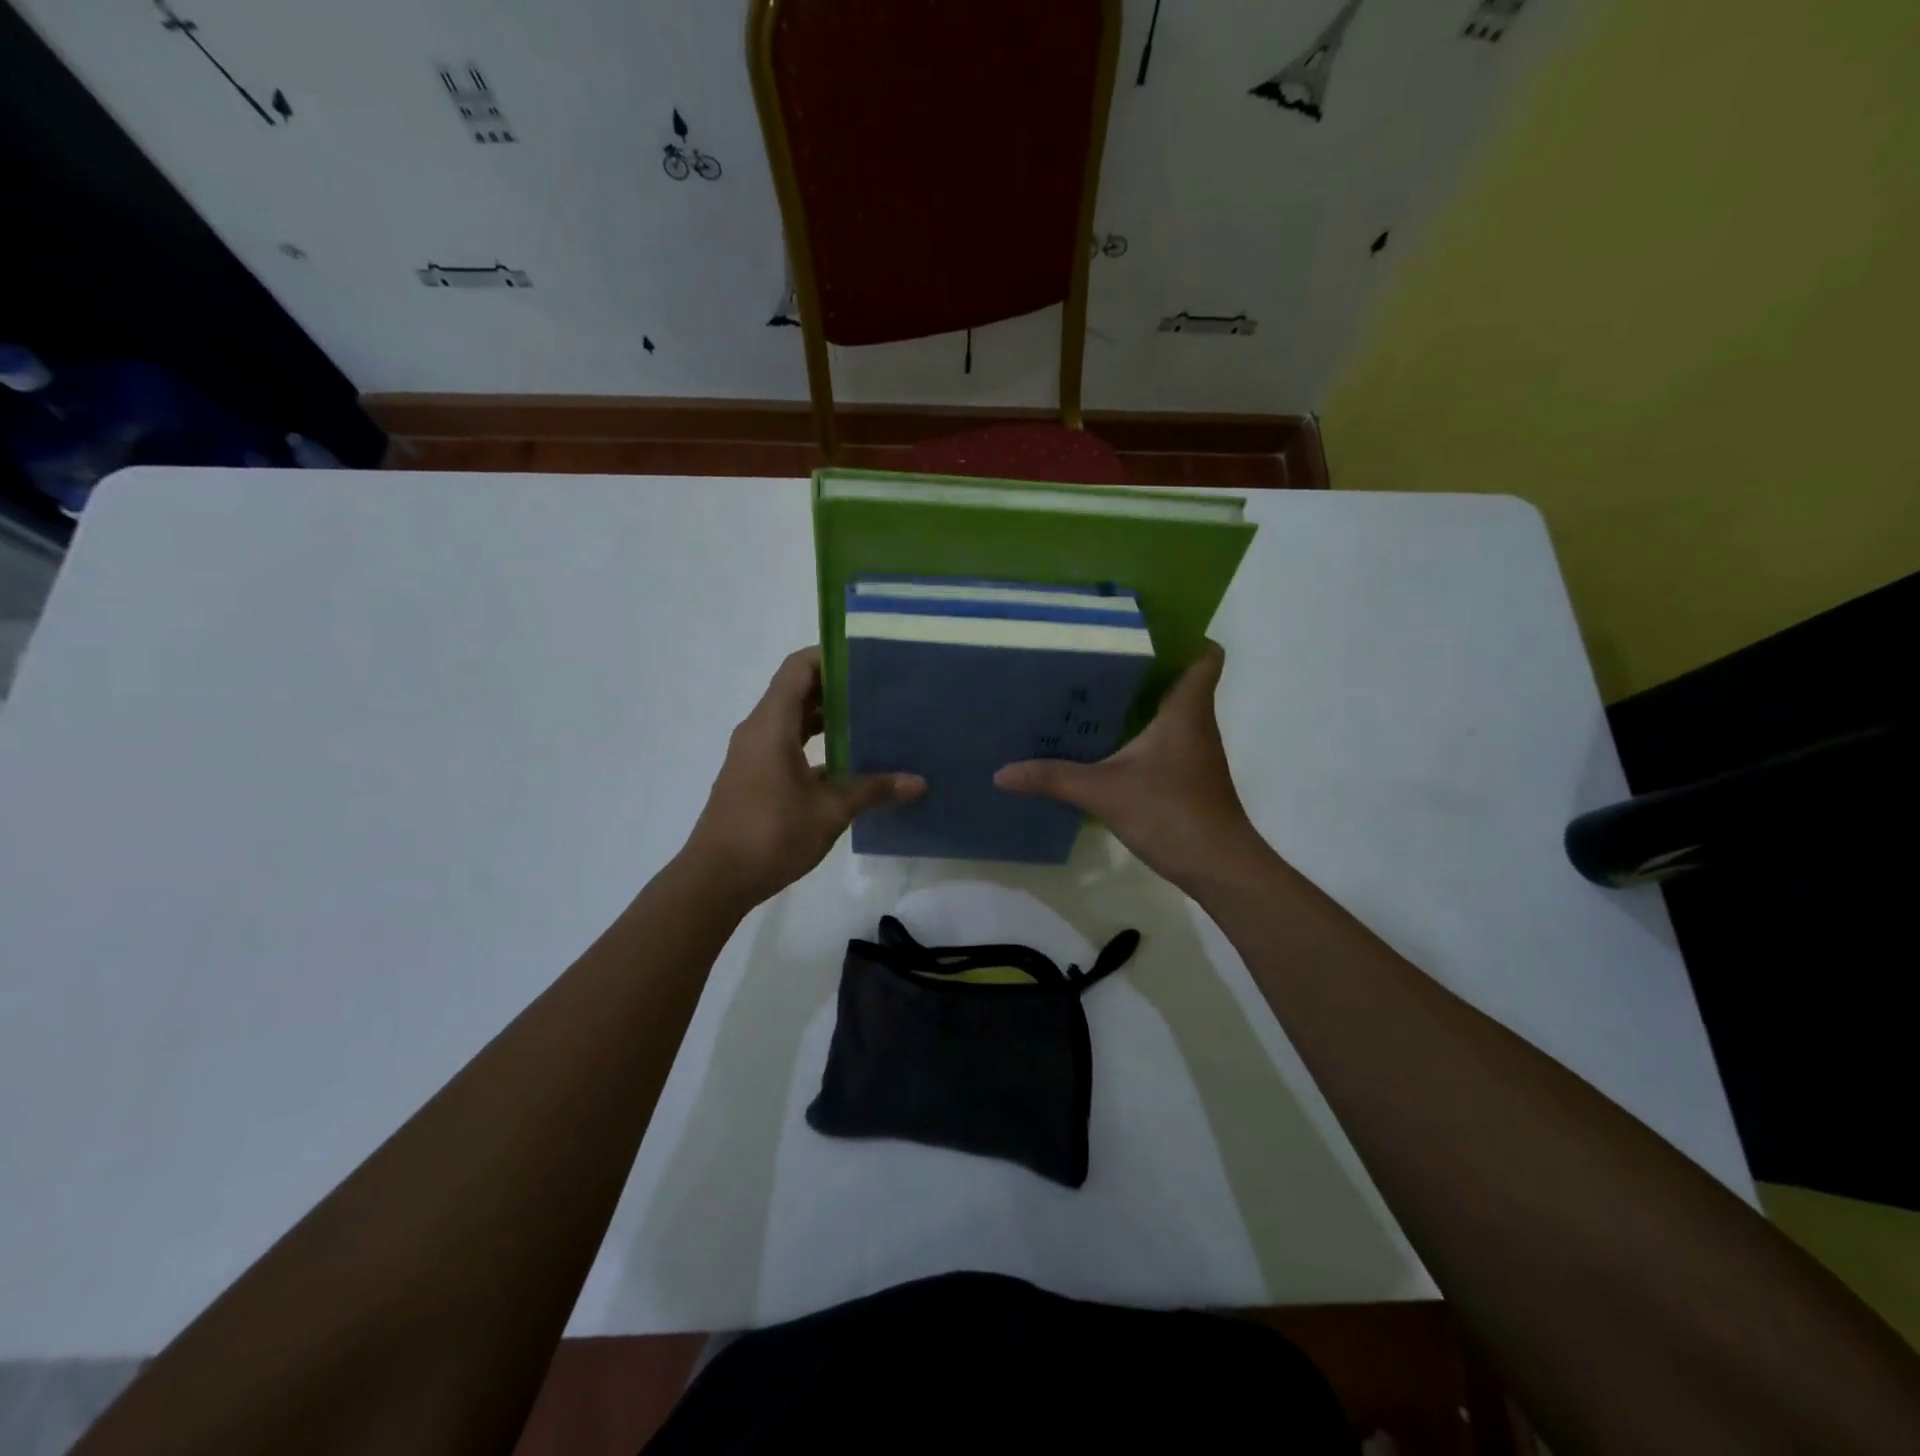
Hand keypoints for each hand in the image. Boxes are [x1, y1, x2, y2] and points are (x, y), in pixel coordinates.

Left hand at [685, 648, 923, 906]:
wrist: (716, 880)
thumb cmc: (770, 833)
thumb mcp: (830, 810)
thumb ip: (874, 789)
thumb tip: (918, 782)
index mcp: (772, 724)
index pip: (799, 668)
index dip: (830, 656)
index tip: (867, 659)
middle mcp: (759, 731)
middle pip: (797, 692)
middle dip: (837, 688)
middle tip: (881, 690)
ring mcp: (754, 755)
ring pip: (792, 722)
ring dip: (827, 719)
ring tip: (871, 721)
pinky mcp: (755, 778)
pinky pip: (787, 746)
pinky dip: (815, 746)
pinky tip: (849, 763)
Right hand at [994, 642, 1273, 894]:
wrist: (1221, 869)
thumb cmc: (1173, 814)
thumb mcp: (1105, 793)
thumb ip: (1054, 779)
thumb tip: (1002, 773)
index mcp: (1186, 711)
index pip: (1204, 655)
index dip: (1183, 635)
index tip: (1143, 628)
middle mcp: (1196, 724)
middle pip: (1178, 679)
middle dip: (1143, 666)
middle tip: (1096, 657)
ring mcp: (1194, 753)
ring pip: (1170, 712)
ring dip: (1139, 701)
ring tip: (1091, 693)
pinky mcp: (1188, 778)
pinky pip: (1164, 740)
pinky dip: (1141, 734)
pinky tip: (1106, 745)